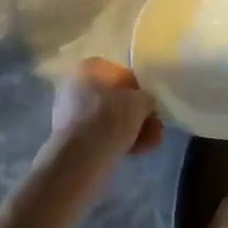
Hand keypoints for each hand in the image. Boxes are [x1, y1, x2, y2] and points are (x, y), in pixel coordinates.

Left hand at [39, 58, 163, 194]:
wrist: (78, 159)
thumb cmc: (108, 118)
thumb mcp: (139, 102)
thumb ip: (146, 98)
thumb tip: (145, 103)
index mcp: (89, 69)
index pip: (121, 73)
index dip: (139, 90)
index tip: (150, 105)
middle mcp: (76, 87)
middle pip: (115, 99)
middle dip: (137, 114)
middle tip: (156, 126)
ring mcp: (72, 114)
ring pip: (110, 119)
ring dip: (133, 129)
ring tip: (152, 142)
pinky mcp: (73, 139)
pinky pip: (102, 135)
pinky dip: (120, 141)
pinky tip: (139, 151)